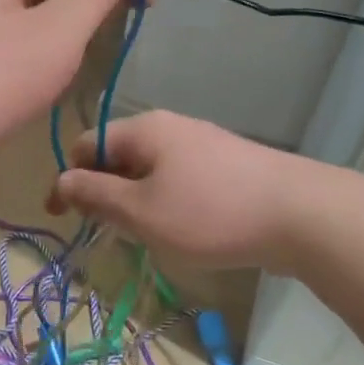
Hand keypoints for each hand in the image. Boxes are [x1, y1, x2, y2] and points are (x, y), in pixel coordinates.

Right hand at [46, 110, 305, 269]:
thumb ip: (96, 195)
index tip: (61, 219)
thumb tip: (62, 180)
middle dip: (103, 193)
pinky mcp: (227, 165)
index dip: (68, 180)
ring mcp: (202, 144)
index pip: (86, 146)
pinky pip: (178, 179)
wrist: (302, 214)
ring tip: (144, 237)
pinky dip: (165, 202)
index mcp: (143, 129)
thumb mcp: (141, 211)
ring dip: (134, 202)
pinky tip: (181, 230)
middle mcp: (170, 127)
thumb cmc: (210, 213)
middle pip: (118, 156)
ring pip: (149, 171)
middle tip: (106, 233)